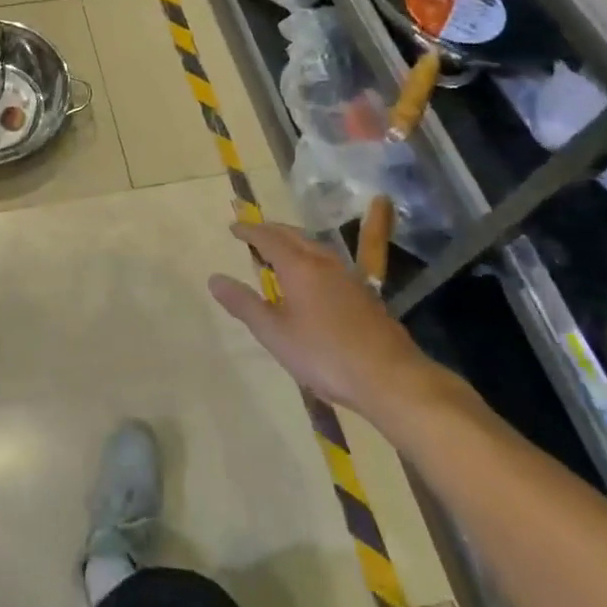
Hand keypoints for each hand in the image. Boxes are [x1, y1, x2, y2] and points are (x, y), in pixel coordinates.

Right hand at [209, 220, 451, 426]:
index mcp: (299, 266)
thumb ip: (244, 304)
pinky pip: (331, 263)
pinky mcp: (366, 295)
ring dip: (294, 242)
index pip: (268, 238)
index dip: (249, 231)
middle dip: (272, 230)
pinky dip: (312, 258)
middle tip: (255, 233)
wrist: (392, 379)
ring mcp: (349, 277)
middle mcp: (324, 263)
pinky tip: (315, 278)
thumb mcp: (275, 334)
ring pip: (316, 247)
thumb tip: (214, 278)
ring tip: (281, 251)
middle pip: (294, 235)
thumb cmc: (325, 355)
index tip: (234, 227)